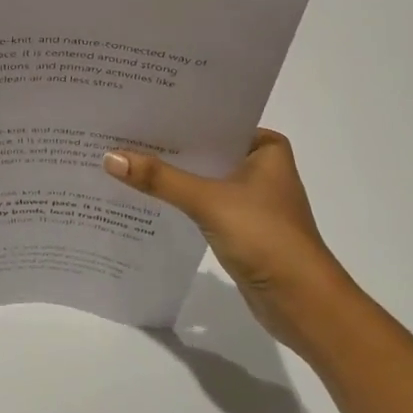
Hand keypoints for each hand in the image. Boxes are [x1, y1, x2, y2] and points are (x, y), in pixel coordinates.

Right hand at [104, 129, 349, 345]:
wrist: (302, 303)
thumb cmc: (266, 238)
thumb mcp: (209, 201)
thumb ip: (161, 179)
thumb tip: (110, 157)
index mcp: (265, 147)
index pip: (213, 122)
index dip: (175, 118)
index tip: (135, 109)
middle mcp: (259, 166)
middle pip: (204, 150)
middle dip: (167, 146)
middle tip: (118, 132)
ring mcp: (250, 199)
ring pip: (201, 178)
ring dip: (170, 175)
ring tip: (122, 159)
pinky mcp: (238, 226)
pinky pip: (201, 203)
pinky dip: (177, 200)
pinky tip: (143, 195)